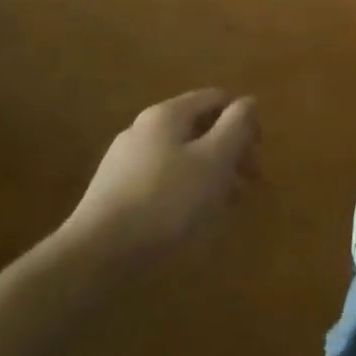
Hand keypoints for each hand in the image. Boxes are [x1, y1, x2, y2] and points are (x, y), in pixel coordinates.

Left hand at [61, 90, 259, 268]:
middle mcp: (143, 129)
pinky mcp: (115, 192)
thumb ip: (237, 125)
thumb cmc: (167, 201)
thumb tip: (248, 102)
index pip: (217, 98)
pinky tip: (193, 219)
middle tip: (249, 182)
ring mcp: (125, 161)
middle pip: (199, 128)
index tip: (258, 151)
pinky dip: (186, 190)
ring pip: (182, 156)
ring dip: (211, 174)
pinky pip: (163, 180)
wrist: (97, 256)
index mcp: (167, 114)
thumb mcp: (215, 159)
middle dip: (230, 150)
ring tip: (226, 206)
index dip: (244, 119)